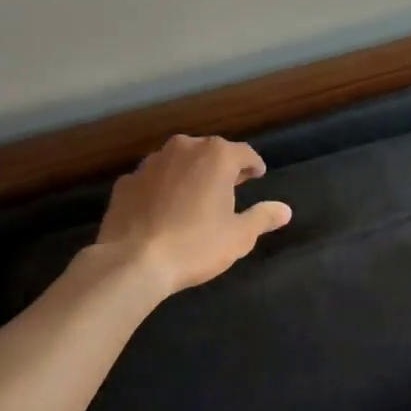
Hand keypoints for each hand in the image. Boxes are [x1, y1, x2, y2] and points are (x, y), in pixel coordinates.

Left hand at [89, 135, 291, 296]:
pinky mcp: (126, 182)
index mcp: (217, 156)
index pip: (244, 152)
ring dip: (189, 174)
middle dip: (221, 166)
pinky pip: (152, 179)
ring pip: (178, 161)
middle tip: (229, 186)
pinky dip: (161, 188)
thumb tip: (284, 210)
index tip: (257, 175)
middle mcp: (184, 148)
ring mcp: (151, 163)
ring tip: (195, 197)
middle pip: (210, 151)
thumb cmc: (195, 245)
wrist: (132, 262)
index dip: (253, 165)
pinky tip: (162, 210)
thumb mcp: (239, 236)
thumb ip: (263, 217)